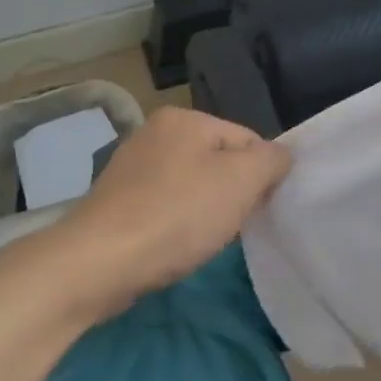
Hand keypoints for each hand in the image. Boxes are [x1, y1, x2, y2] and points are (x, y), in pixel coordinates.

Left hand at [39, 106, 290, 323]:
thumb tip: (280, 157)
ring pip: (193, 186)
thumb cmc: (178, 215)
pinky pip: (165, 206)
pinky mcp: (117, 202)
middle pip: (219, 162)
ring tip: (205, 238)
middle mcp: (154, 133)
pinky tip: (177, 244)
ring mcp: (131, 168)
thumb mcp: (242, 181)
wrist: (99, 262)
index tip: (259, 208)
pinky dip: (178, 223)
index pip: (247, 140)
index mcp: (184, 118)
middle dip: (233, 193)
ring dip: (207, 210)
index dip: (262, 175)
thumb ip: (272, 160)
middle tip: (234, 225)